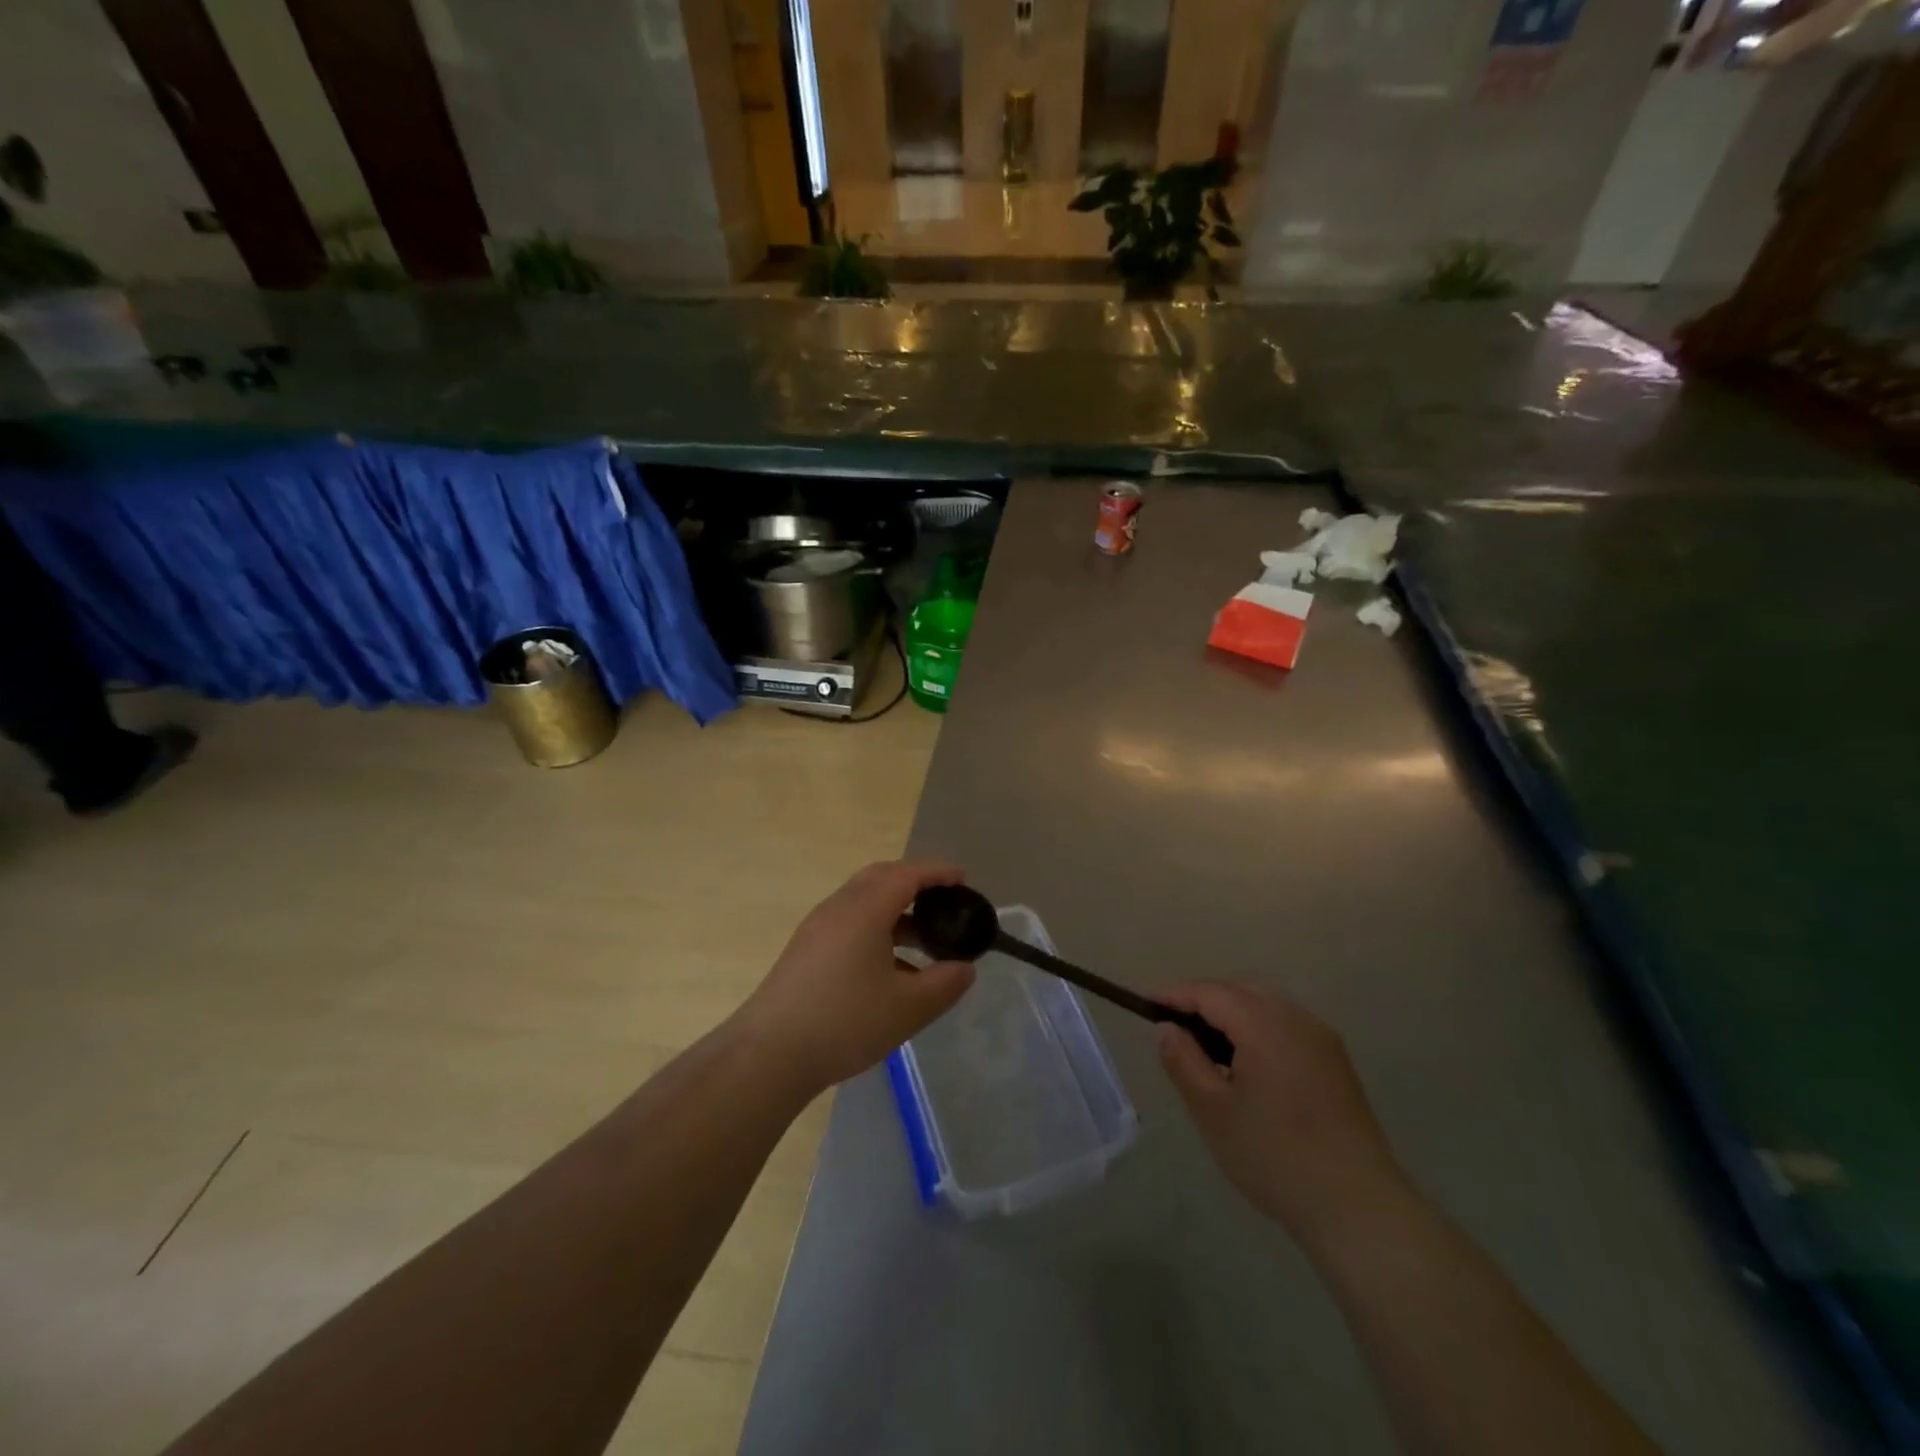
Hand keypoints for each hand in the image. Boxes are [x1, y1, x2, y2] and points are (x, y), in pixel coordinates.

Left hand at [738, 861, 976, 1096]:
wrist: (770, 1053)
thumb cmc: (845, 1022)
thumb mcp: (907, 1008)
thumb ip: (944, 984)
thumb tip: (965, 968)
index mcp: (866, 909)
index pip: (907, 874)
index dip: (938, 873)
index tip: (963, 879)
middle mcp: (839, 906)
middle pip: (881, 877)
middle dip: (915, 882)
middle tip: (944, 901)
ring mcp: (818, 927)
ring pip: (863, 900)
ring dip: (895, 909)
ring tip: (924, 938)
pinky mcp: (806, 949)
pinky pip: (849, 921)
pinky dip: (877, 928)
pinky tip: (891, 968)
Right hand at [1157, 981, 1408, 1246]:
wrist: (1358, 1208)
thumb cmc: (1275, 1157)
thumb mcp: (1213, 1111)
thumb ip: (1183, 1061)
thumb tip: (1167, 1028)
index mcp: (1265, 1025)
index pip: (1211, 992)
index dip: (1175, 994)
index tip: (1145, 1003)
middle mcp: (1297, 1019)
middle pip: (1241, 990)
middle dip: (1204, 999)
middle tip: (1174, 1025)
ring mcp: (1322, 1040)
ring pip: (1266, 1005)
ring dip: (1233, 1012)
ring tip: (1206, 1045)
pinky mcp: (1336, 1063)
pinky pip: (1287, 1025)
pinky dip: (1258, 1028)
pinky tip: (1247, 1063)